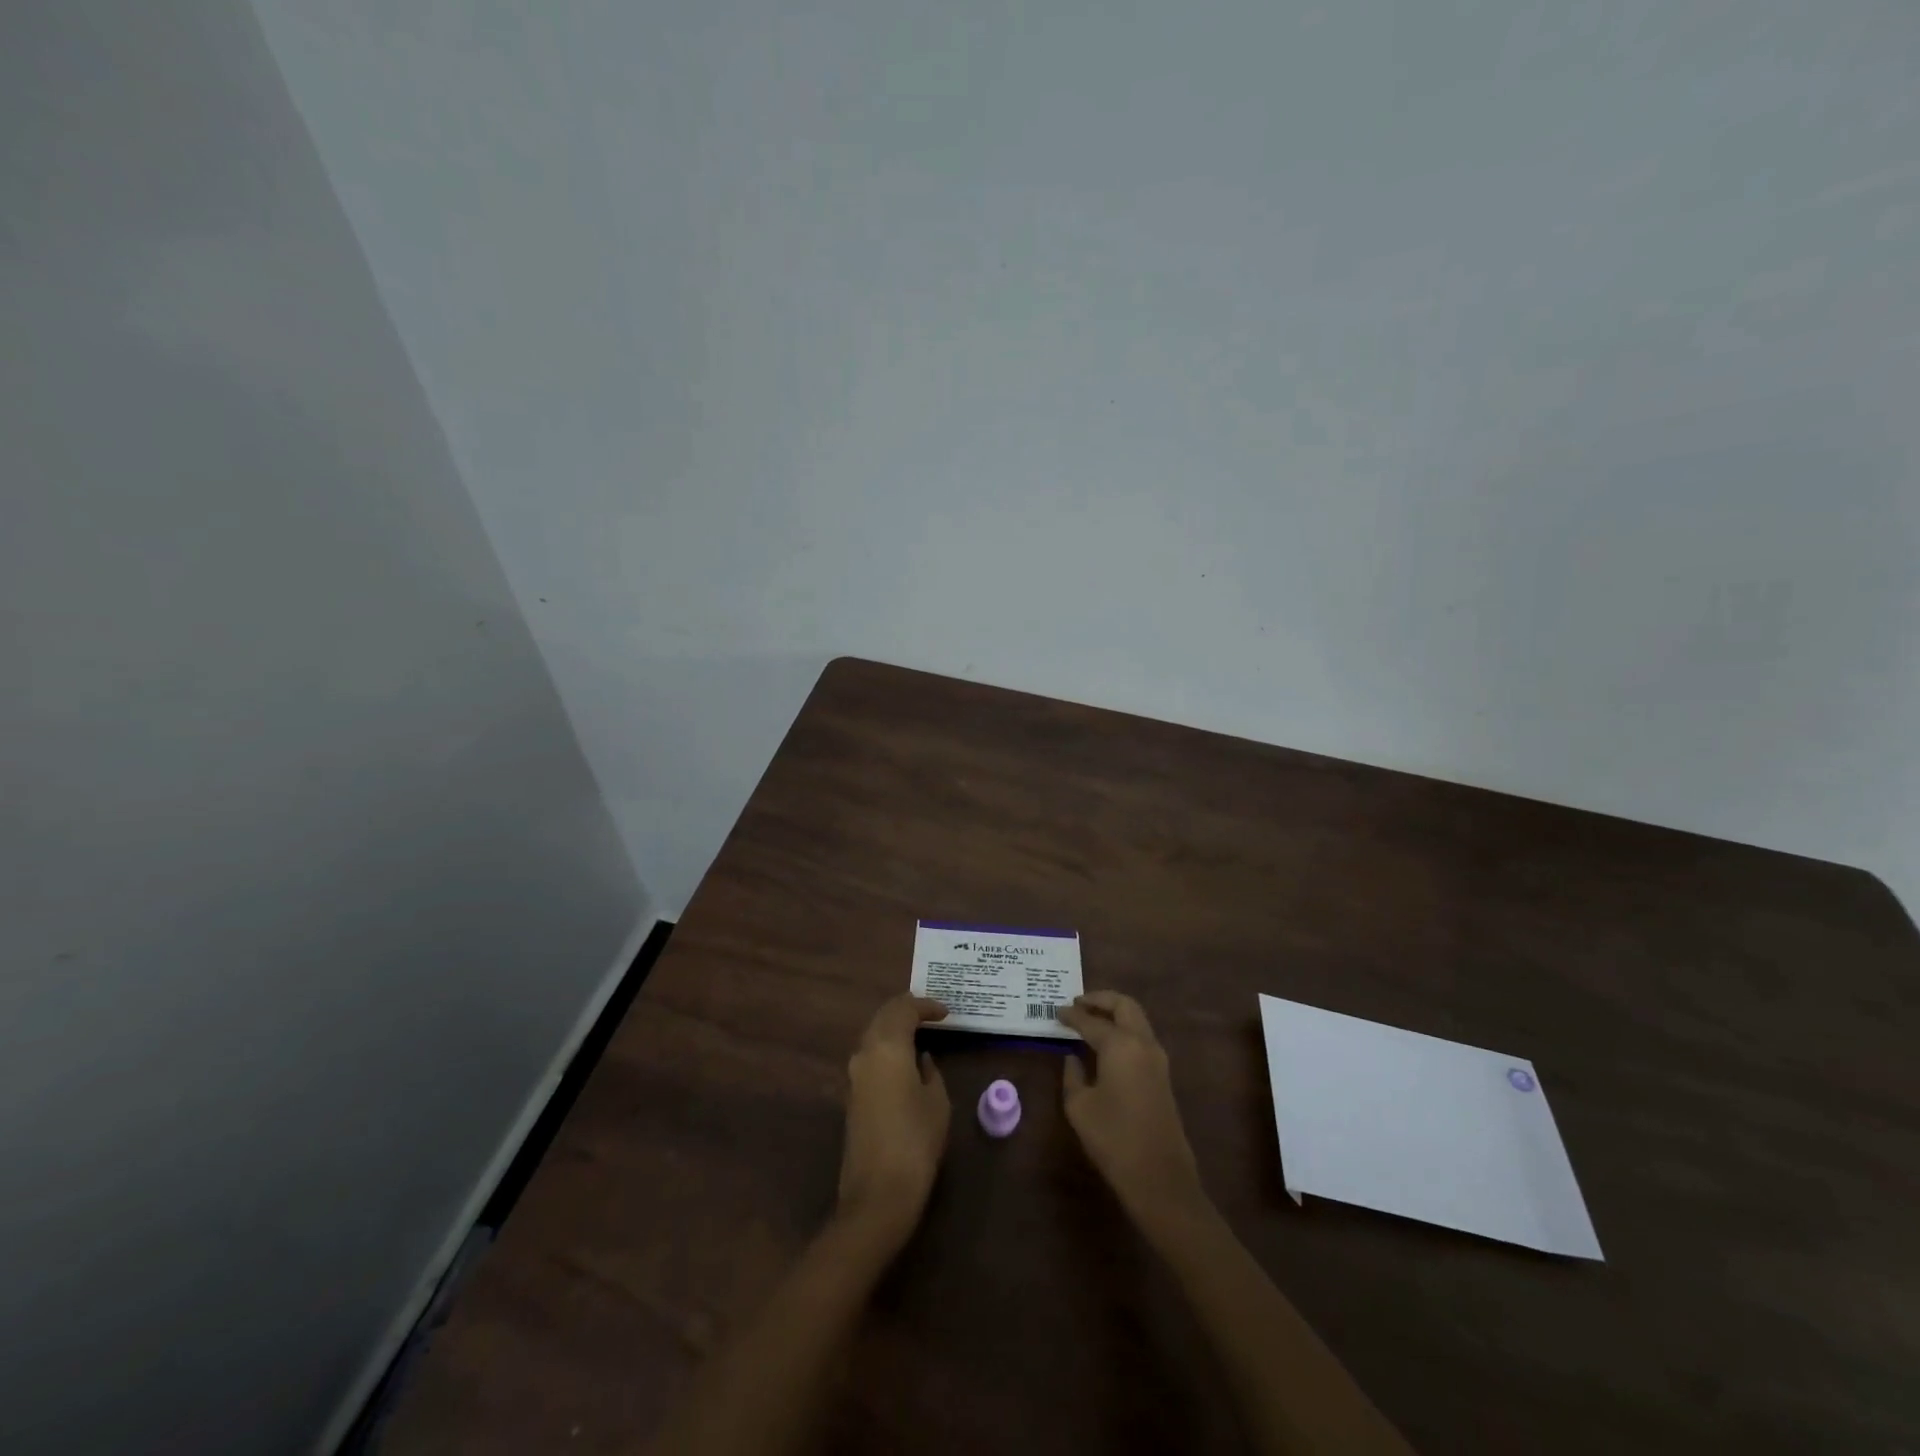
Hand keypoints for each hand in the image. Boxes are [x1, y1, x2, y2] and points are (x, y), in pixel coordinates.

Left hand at [835, 994, 950, 1249]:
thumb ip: (930, 1071)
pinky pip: (870, 1055)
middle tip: (932, 1014)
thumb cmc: (916, 1141)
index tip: (946, 1012)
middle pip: (883, 1016)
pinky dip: (887, 1047)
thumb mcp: (937, 1101)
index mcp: (887, 1046)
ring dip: (894, 1028)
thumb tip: (921, 1058)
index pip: (904, 1008)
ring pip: (873, 1034)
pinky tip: (905, 1058)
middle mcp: (864, 1052)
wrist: (877, 1193)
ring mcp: (854, 1074)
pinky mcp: (851, 1095)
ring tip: (921, 1032)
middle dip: (906, 1010)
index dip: (926, 1005)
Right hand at [1059, 991, 1208, 1234]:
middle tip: (1077, 1003)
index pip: (1091, 1021)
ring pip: (1136, 1019)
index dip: (1071, 1015)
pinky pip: (1141, 1037)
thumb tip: (1073, 1058)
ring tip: (1090, 1019)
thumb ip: (1073, 1075)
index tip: (1056, 1012)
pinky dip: (1124, 1029)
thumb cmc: (1113, 1138)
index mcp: (1120, 1044)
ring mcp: (1157, 1059)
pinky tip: (1106, 1043)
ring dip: (1114, 1013)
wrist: (1159, 1177)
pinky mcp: (1163, 1075)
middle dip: (1100, 999)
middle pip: (1124, 1005)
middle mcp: (1142, 1043)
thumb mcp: (1079, 1106)